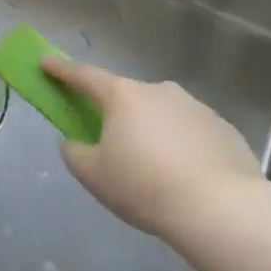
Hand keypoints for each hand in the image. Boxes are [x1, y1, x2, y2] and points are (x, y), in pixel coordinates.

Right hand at [40, 55, 262, 244]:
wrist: (221, 209)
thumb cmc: (145, 186)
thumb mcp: (94, 175)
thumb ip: (75, 152)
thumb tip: (76, 142)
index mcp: (123, 96)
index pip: (84, 76)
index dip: (62, 70)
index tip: (46, 62)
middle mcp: (159, 91)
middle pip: (127, 97)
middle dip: (115, 113)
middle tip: (111, 142)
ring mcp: (196, 107)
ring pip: (162, 114)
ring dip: (152, 131)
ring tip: (154, 169)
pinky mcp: (224, 129)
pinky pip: (191, 133)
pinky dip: (182, 146)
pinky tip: (185, 177)